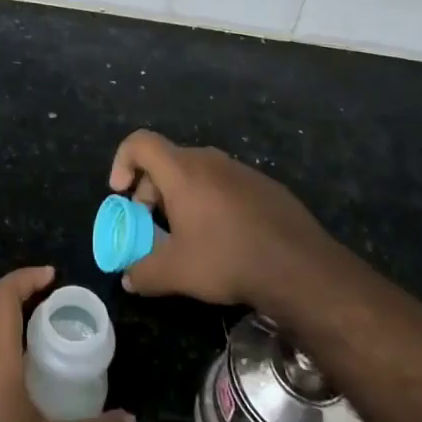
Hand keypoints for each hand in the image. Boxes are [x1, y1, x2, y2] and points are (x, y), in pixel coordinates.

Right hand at [109, 129, 330, 307]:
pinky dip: (213, 202)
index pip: (139, 142)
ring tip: (188, 234)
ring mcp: (241, 170)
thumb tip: (129, 279)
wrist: (300, 267)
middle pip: (167, 160)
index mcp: (181, 171)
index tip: (121, 193)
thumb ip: (143, 273)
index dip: (122, 161)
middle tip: (152, 223)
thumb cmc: (227, 259)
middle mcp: (209, 160)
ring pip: (198, 173)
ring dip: (182, 196)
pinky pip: (226, 184)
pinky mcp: (266, 185)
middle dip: (151, 189)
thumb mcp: (176, 273)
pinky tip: (225, 238)